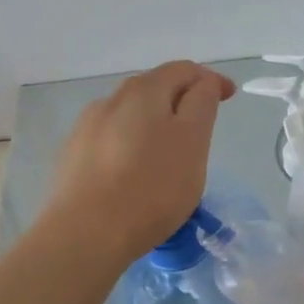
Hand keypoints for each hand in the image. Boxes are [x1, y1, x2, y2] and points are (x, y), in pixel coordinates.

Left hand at [42, 61, 235, 264]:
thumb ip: (201, 104)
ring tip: (169, 151)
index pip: (184, 70)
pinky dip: (132, 142)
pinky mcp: (74, 156)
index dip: (210, 79)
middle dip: (181, 98)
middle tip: (202, 125)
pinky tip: (135, 169)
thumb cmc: (151, 187)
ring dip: (155, 121)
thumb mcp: (192, 141)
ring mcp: (87, 128)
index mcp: (144, 91)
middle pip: (154, 87)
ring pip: (130, 113)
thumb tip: (202, 83)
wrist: (85, 233)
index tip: (229, 97)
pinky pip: (112, 138)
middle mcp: (111, 99)